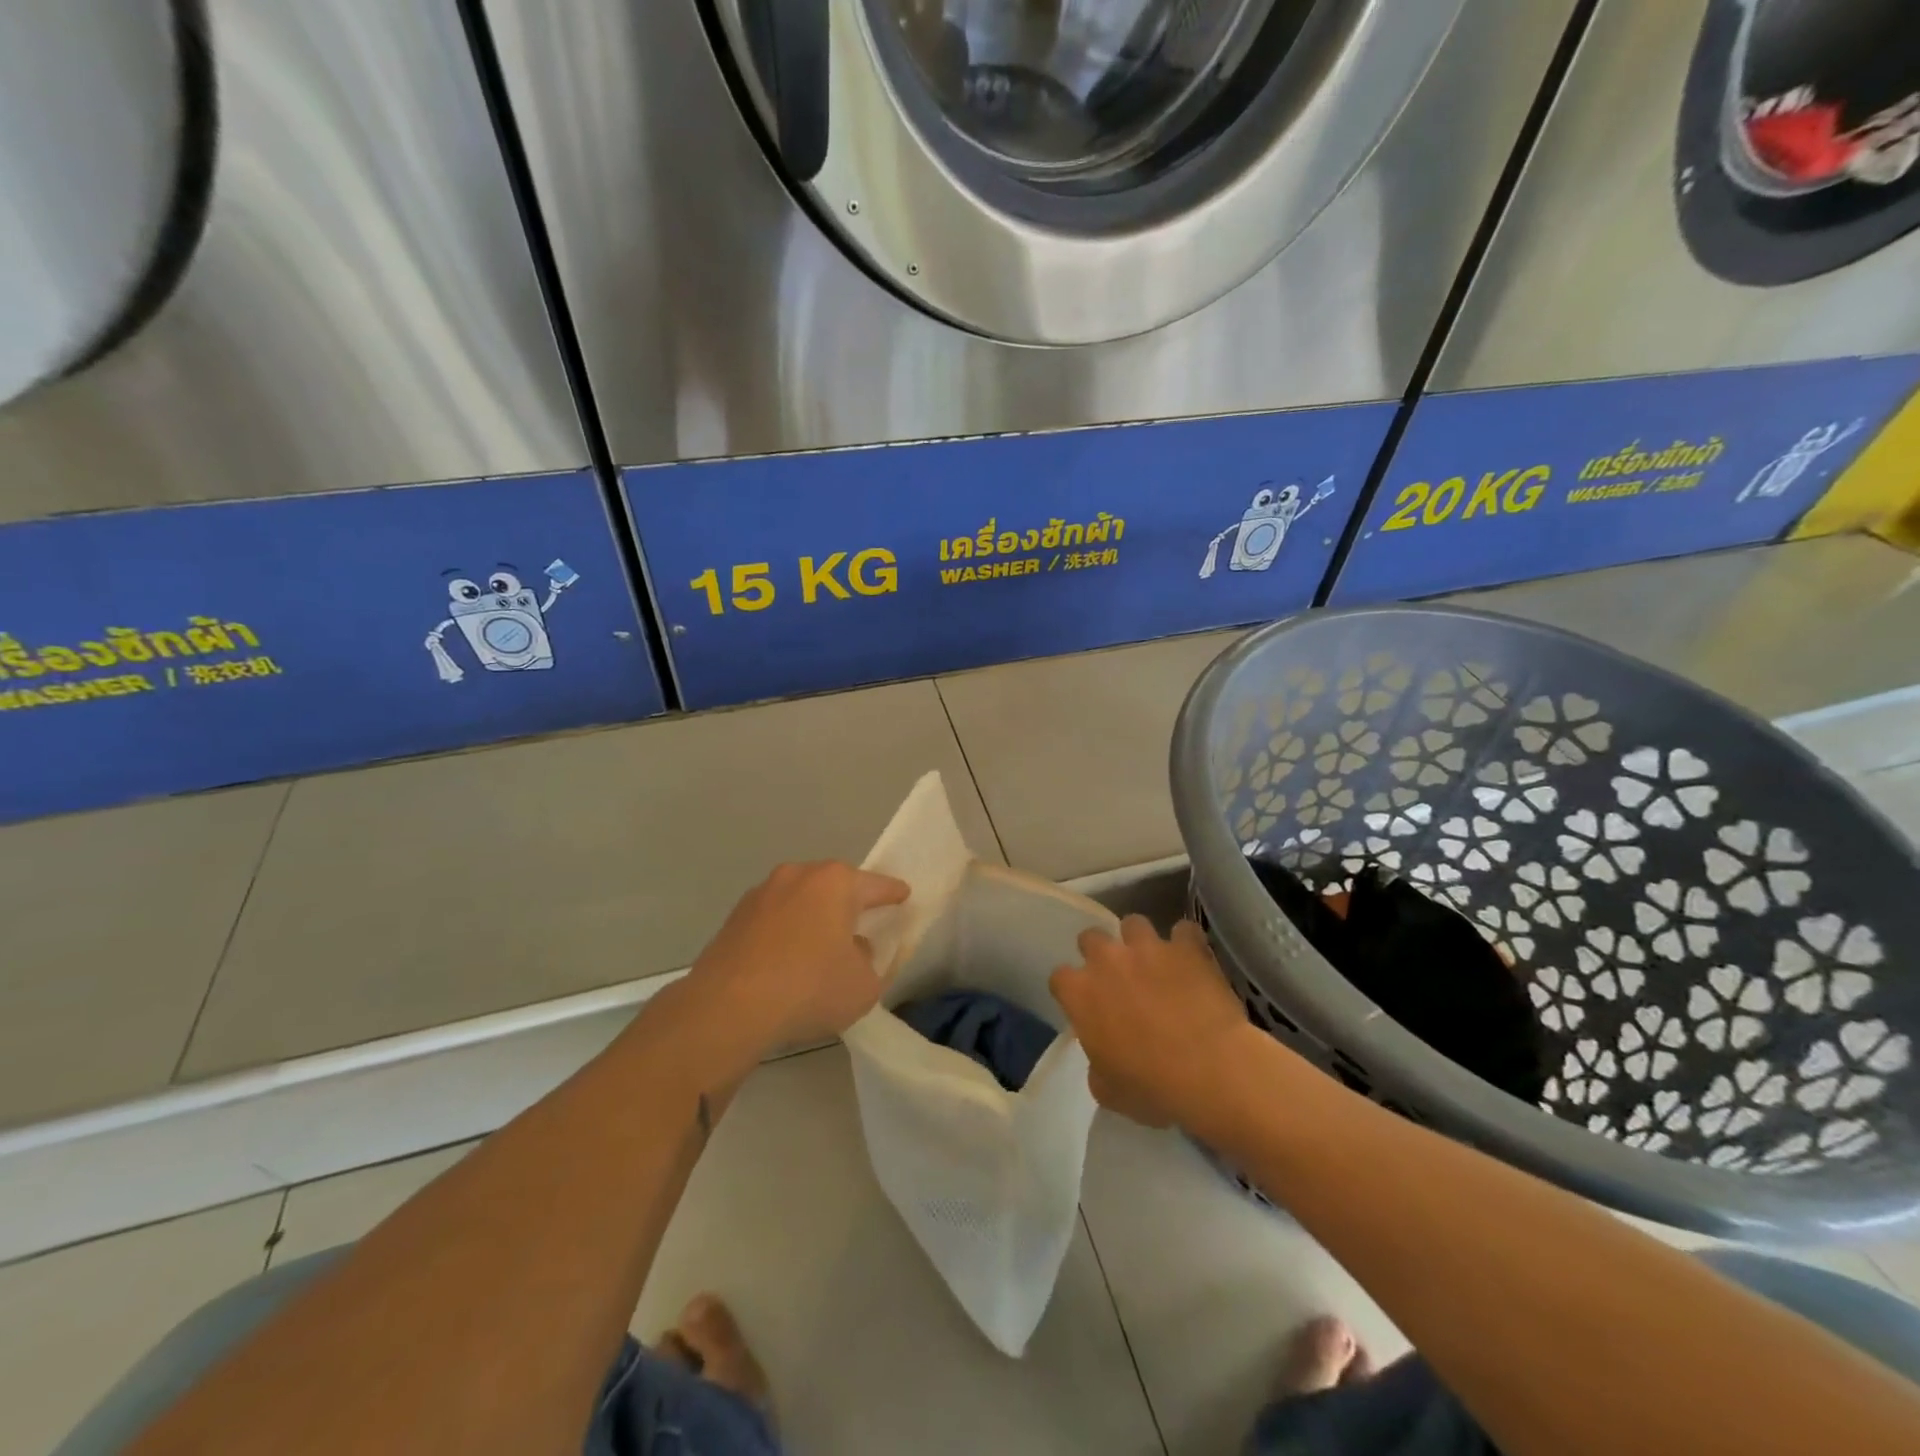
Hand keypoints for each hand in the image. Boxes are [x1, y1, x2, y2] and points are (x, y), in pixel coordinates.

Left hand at [688, 861, 909, 1054]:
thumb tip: (853, 949)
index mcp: (835, 882)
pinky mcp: (734, 918)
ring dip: (812, 918)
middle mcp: (798, 876)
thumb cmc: (809, 988)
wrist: (728, 1008)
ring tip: (819, 947)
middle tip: (860, 923)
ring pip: (799, 900)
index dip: (892, 892)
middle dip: (848, 902)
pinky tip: (785, 962)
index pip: (875, 885)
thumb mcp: (863, 985)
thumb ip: (869, 962)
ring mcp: (761, 894)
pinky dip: (784, 934)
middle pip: (833, 885)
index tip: (903, 895)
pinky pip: (773, 920)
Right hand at [1050, 917, 1249, 1129]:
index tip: (1085, 1005)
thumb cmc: (1152, 1087)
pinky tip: (1194, 960)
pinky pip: (1184, 931)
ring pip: (1134, 924)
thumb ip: (1096, 1062)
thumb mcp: (1107, 1089)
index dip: (1072, 990)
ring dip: (1141, 942)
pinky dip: (1187, 943)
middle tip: (1118, 978)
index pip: (1059, 978)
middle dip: (1101, 953)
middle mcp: (1107, 960)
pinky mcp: (1186, 947)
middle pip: (1091, 938)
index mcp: (1080, 994)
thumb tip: (1103, 1055)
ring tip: (1156, 963)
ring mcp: (1148, 948)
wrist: (1210, 1071)